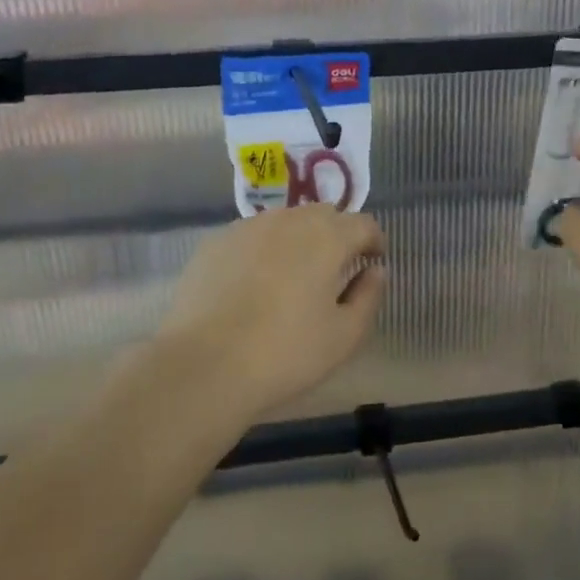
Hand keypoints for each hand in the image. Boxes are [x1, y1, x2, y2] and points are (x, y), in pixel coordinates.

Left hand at [156, 205, 386, 420]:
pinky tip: (253, 284)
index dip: (373, 241)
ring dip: (297, 239)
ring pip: (284, 222)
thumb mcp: (345, 335)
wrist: (204, 364)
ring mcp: (246, 228)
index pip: (363, 223)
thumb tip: (375, 271)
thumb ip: (368, 296)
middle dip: (336, 234)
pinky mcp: (214, 243)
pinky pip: (250, 237)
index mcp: (327, 237)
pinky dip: (262, 250)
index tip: (373, 261)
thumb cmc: (286, 352)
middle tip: (335, 268)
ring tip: (292, 275)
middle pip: (322, 215)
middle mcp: (288, 220)